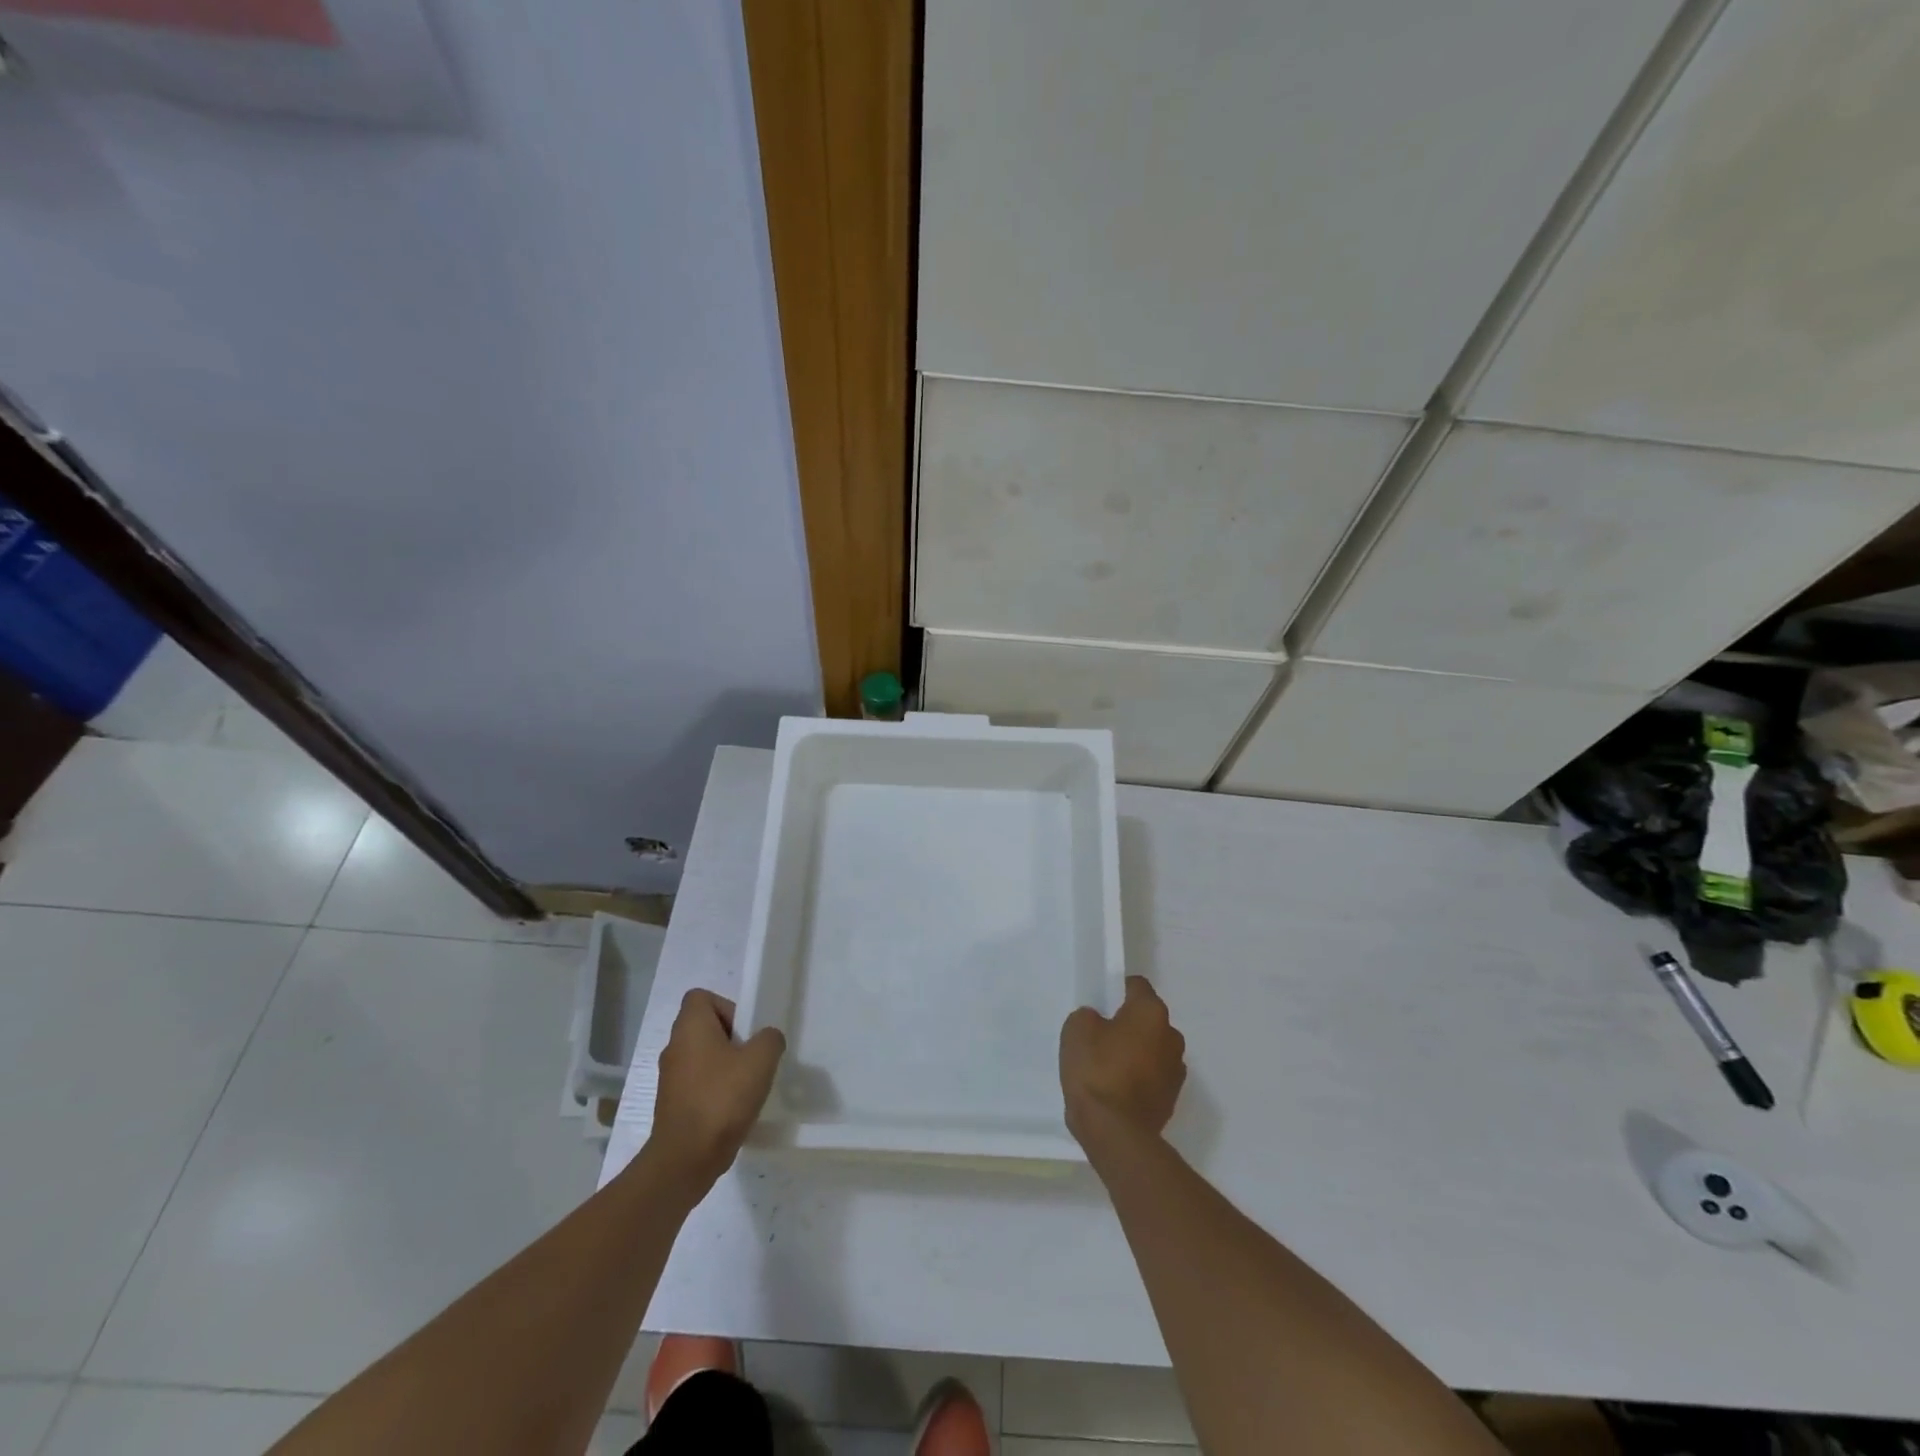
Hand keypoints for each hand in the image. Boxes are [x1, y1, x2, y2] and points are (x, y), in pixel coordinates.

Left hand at [649, 990, 785, 1186]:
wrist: (685, 1160)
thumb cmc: (721, 1099)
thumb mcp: (760, 1060)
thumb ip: (770, 1039)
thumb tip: (766, 1039)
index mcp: (690, 1028)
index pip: (701, 997)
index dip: (727, 1006)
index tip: (745, 1031)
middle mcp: (674, 1047)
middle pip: (705, 1027)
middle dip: (732, 1039)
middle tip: (752, 1058)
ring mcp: (670, 1078)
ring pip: (703, 1057)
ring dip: (725, 1066)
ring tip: (747, 1086)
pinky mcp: (672, 1104)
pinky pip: (698, 1083)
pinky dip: (715, 1090)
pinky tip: (734, 1109)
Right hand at [1060, 976, 1186, 1144]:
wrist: (1115, 1132)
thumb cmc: (1096, 1070)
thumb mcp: (1077, 1029)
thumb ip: (1090, 1016)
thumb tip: (1101, 1023)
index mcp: (1151, 1012)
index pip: (1137, 986)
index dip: (1117, 989)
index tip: (1101, 1002)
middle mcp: (1171, 1036)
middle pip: (1148, 1019)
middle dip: (1129, 1023)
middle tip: (1101, 1036)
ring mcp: (1176, 1070)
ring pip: (1153, 1049)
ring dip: (1137, 1052)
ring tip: (1108, 1067)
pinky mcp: (1172, 1099)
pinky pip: (1153, 1076)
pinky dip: (1139, 1078)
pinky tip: (1117, 1089)